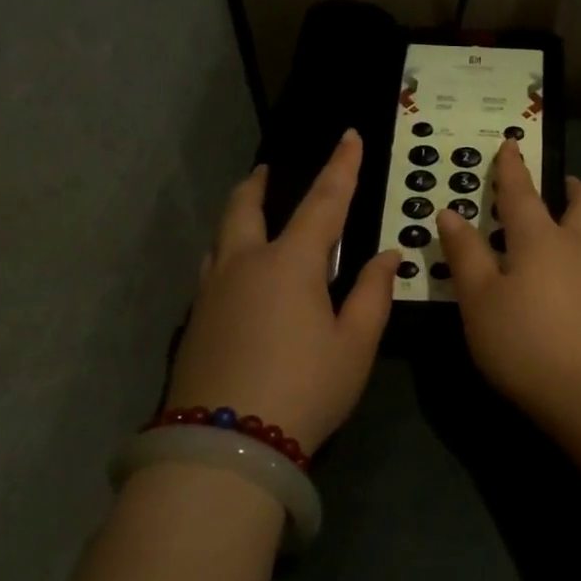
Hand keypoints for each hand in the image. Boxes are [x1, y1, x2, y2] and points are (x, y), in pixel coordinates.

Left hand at [166, 130, 399, 452]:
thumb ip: (372, 294)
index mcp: (291, 263)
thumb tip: (386, 256)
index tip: (349, 136)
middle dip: (260, 184)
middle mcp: (245, 265)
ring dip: (236, 215)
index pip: (323, 201)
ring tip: (248, 212)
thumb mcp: (354, 345)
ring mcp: (212, 293)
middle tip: (267, 170)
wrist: (227, 444)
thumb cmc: (305, 388)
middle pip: (245, 208)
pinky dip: (226, 253)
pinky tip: (235, 273)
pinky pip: (211, 269)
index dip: (341, 167)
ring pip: (220, 237)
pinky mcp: (194, 322)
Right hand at [435, 140, 580, 423]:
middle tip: (561, 182)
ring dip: (576, 222)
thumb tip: (451, 213)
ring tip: (554, 233)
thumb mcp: (480, 300)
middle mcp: (578, 248)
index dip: (511, 168)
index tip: (510, 144)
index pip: (522, 192)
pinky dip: (577, 258)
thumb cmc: (526, 341)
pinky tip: (562, 283)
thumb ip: (466, 255)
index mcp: (540, 238)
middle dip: (569, 188)